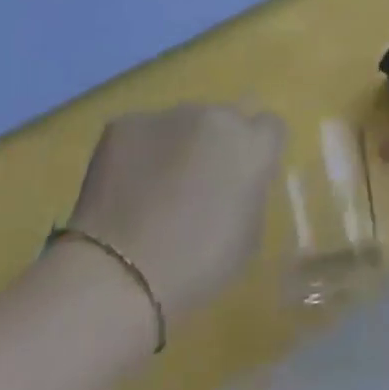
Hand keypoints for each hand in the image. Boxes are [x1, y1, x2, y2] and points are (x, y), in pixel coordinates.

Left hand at [68, 105, 284, 322]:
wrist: (119, 274)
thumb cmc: (196, 267)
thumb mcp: (248, 236)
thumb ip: (251, 192)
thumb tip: (239, 180)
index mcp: (253, 145)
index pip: (270, 126)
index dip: (256, 150)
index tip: (242, 176)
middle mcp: (216, 117)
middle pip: (224, 121)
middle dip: (215, 145)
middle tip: (196, 185)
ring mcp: (168, 115)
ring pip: (180, 124)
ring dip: (177, 146)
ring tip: (153, 189)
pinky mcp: (125, 124)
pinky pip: (141, 133)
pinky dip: (137, 153)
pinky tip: (124, 189)